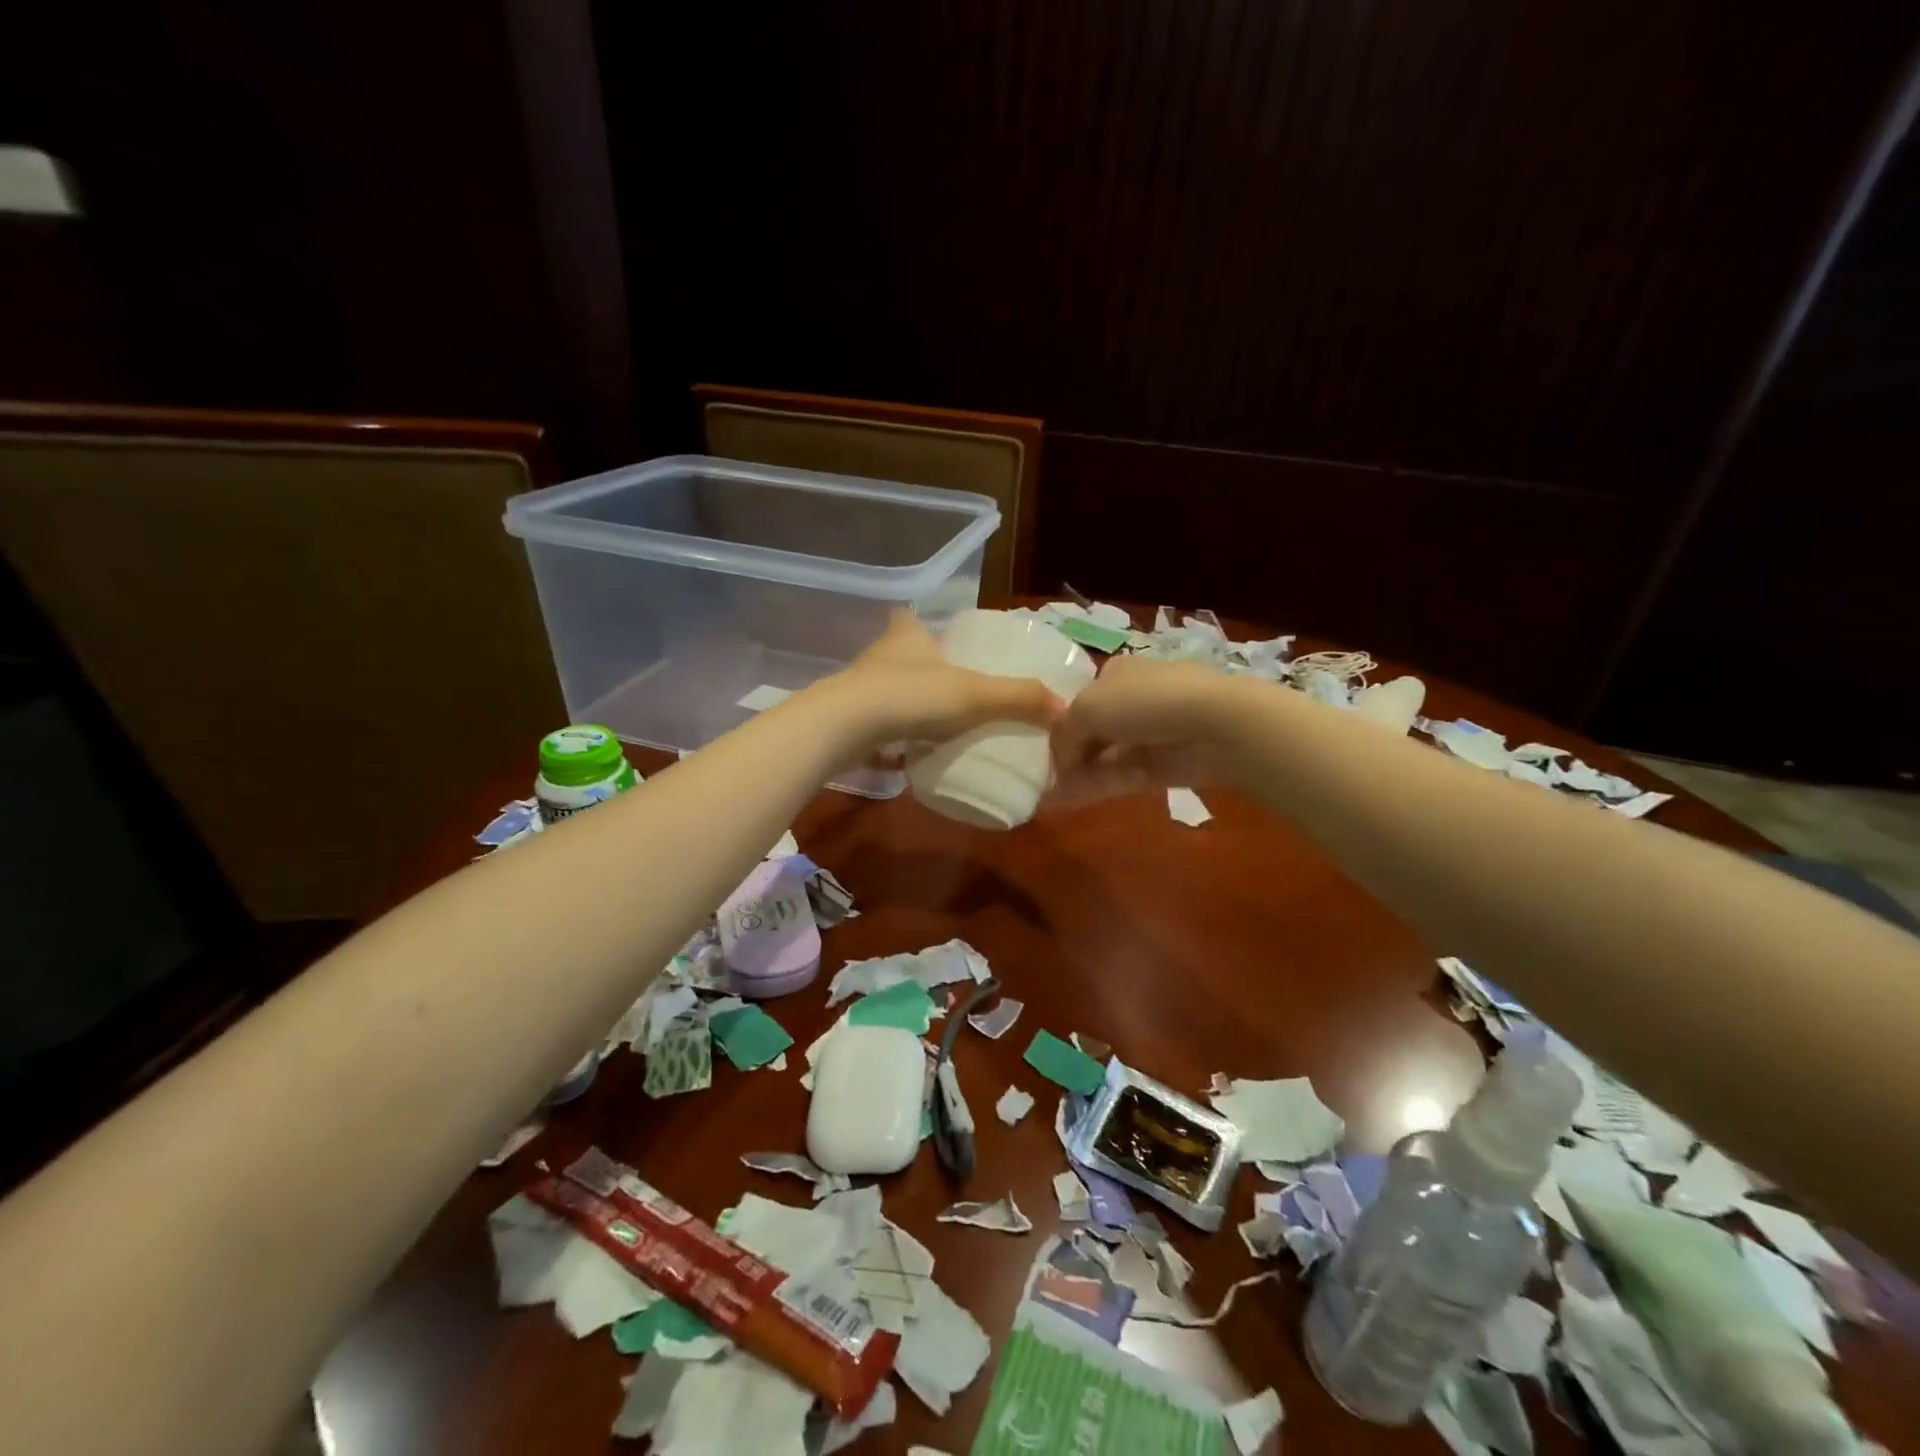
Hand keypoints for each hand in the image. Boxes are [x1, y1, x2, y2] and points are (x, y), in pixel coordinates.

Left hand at [821, 611, 1065, 756]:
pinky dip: (893, 734)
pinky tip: (911, 752)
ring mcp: (858, 689)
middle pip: (901, 654)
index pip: (911, 618)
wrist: (843, 729)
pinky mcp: (847, 722)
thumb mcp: (975, 695)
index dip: (922, 624)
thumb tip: (1066, 709)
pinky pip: (878, 724)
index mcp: (908, 635)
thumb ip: (1020, 699)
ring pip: (888, 690)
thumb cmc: (911, 696)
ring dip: (908, 703)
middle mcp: (880, 655)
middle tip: (951, 690)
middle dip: (922, 669)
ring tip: (936, 723)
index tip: (938, 638)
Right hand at [1049, 655, 1235, 805]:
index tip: (1034, 748)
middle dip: (1066, 755)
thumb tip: (1059, 760)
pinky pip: (1118, 778)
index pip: (1078, 700)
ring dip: (1075, 776)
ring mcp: (1146, 736)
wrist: (1213, 724)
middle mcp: (1129, 701)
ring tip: (1043, 796)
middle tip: (1037, 777)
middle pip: (1090, 732)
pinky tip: (1063, 803)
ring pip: (1102, 758)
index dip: (1057, 725)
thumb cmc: (1143, 702)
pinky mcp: (1159, 767)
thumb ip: (1064, 735)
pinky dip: (1093, 788)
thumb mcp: (1086, 708)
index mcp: (1113, 674)